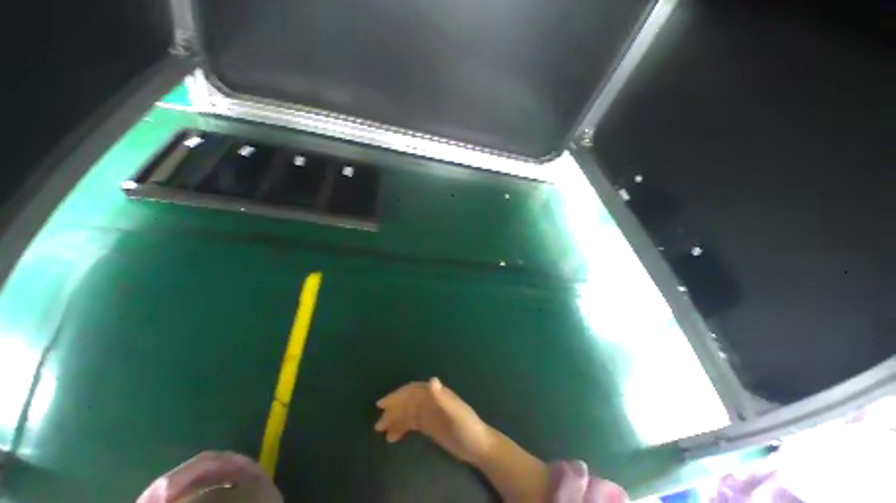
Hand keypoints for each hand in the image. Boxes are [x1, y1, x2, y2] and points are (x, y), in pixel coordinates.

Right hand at [375, 378, 495, 462]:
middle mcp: (431, 401)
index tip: (382, 404)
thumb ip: (443, 398)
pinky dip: (402, 428)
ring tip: (381, 431)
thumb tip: (432, 379)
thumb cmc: (468, 426)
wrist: (478, 446)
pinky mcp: (430, 426)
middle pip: (408, 402)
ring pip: (408, 413)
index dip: (398, 396)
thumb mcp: (456, 413)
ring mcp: (430, 414)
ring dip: (395, 419)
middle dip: (393, 409)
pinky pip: (412, 424)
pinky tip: (393, 437)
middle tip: (378, 423)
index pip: (413, 391)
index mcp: (436, 394)